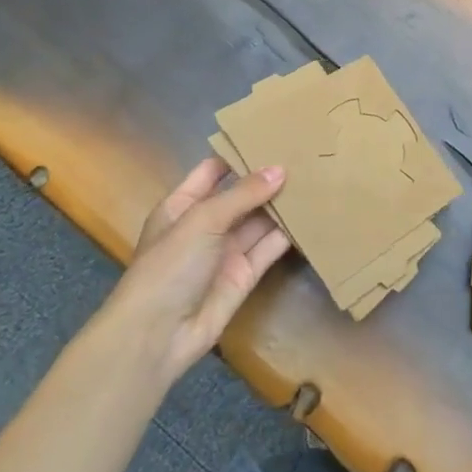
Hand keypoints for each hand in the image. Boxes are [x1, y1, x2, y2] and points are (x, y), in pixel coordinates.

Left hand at [101, 157, 292, 384]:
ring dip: (281, 204)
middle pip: (240, 195)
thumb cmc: (169, 266)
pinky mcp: (244, 275)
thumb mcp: (202, 220)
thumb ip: (243, 194)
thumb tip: (280, 170)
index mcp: (183, 205)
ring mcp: (225, 251)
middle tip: (305, 154)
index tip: (272, 135)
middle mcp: (205, 225)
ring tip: (315, 178)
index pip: (213, 171)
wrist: (157, 336)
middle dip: (267, 178)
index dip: (239, 155)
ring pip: (258, 221)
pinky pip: (268, 248)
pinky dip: (288, 234)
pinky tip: (311, 215)